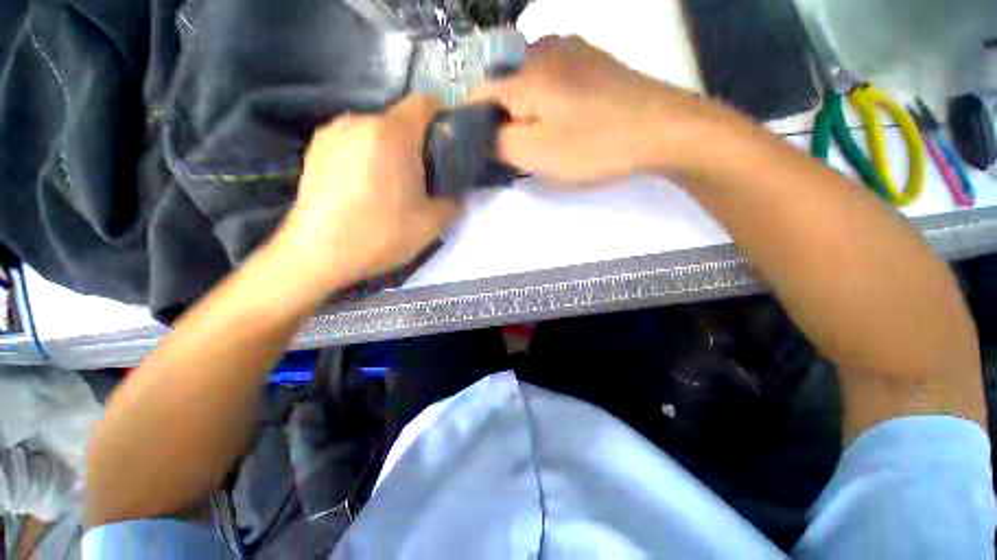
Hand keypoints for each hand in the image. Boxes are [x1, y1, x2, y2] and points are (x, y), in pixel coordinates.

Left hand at [278, 95, 458, 289]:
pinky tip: (364, 187)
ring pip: (376, 132)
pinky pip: (353, 142)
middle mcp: (359, 121)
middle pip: (400, 120)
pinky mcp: (315, 149)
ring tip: (391, 185)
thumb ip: (454, 204)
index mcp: (391, 135)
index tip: (448, 148)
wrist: (317, 254)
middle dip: (417, 144)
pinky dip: (367, 156)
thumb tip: (457, 196)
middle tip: (422, 178)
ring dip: (390, 151)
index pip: (425, 103)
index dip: (443, 120)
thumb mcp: (431, 225)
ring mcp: (332, 133)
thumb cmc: (379, 235)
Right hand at [469, 35, 729, 183]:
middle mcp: (540, 47)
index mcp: (522, 70)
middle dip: (503, 122)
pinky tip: (566, 122)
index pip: (475, 95)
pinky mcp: (589, 59)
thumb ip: (496, 143)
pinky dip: (547, 104)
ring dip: (526, 114)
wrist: (662, 129)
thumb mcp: (535, 154)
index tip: (490, 153)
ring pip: (526, 85)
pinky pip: (551, 80)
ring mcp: (569, 49)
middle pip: (501, 88)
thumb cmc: (594, 145)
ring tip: (547, 140)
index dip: (475, 128)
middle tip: (522, 152)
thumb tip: (481, 134)